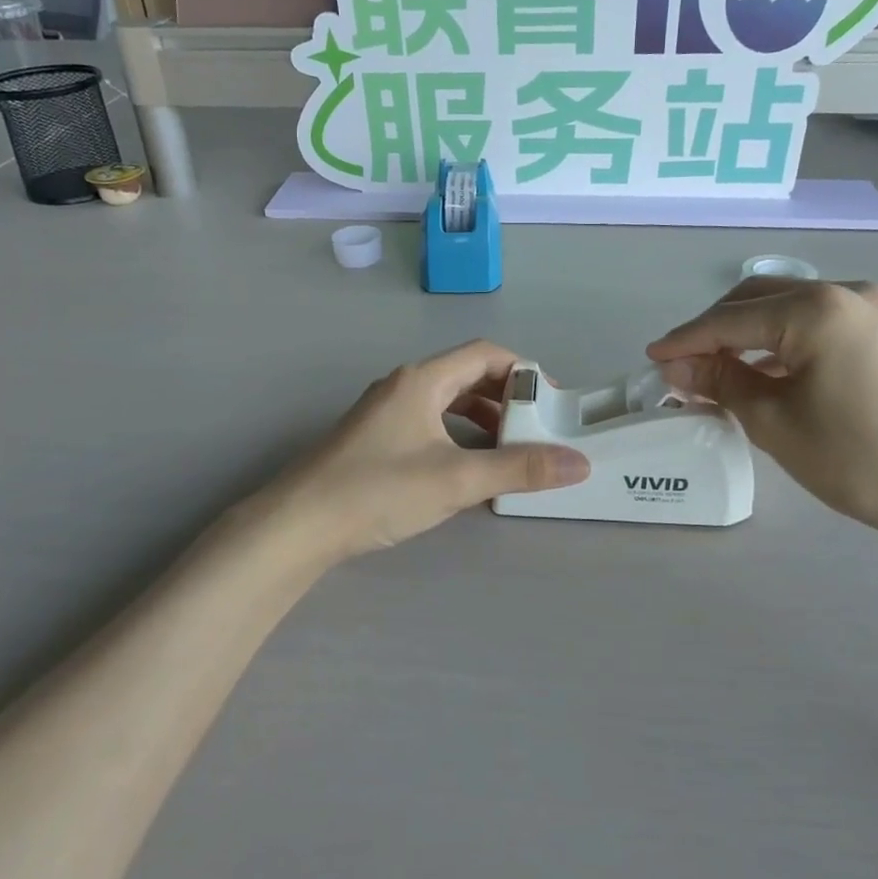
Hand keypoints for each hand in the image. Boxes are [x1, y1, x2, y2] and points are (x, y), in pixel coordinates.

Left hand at [261, 341, 589, 561]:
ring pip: (447, 403)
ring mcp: (385, 413)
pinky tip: (466, 469)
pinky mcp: (374, 439)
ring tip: (509, 453)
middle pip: (467, 377)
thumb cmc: (379, 490)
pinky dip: (457, 437)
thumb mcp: (457, 479)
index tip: (551, 403)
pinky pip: (429, 424)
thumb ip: (519, 469)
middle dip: (506, 400)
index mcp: (423, 380)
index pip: (485, 354)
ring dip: (482, 421)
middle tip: (536, 431)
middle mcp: (404, 386)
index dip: (524, 372)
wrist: (298, 524)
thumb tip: (579, 463)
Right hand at [648, 280, 877, 546]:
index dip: (686, 340)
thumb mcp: (775, 423)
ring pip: (786, 307)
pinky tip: (764, 369)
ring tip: (716, 371)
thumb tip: (675, 366)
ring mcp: (871, 307)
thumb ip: (720, 382)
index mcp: (817, 310)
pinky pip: (814, 321)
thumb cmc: (859, 460)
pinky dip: (780, 340)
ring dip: (746, 334)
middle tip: (682, 367)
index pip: (730, 319)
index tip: (651, 360)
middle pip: (757, 299)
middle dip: (714, 330)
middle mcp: (845, 292)